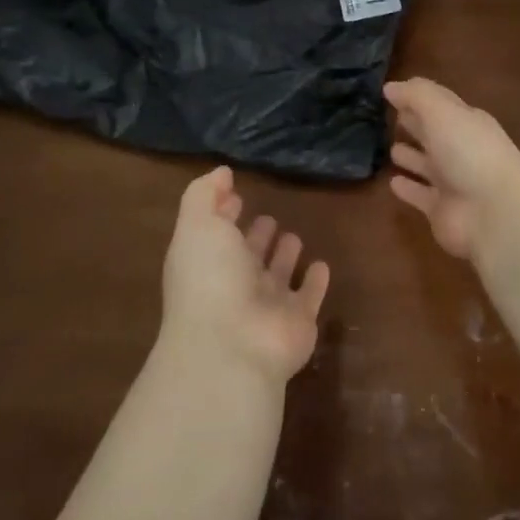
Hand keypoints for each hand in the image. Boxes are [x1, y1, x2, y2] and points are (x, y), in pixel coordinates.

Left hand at [161, 167, 330, 382]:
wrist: (234, 345)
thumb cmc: (210, 279)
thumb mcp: (197, 226)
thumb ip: (204, 196)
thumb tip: (220, 173)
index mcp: (208, 261)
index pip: (216, 233)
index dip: (223, 213)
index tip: (234, 194)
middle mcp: (236, 283)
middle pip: (247, 256)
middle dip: (256, 236)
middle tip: (268, 217)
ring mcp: (268, 305)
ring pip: (278, 275)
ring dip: (284, 257)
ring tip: (294, 236)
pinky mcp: (298, 321)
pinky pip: (309, 296)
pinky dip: (315, 282)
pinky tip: (322, 265)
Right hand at [385, 78, 519, 259]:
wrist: (494, 212)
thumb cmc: (469, 153)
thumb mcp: (443, 113)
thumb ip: (416, 96)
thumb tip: (390, 87)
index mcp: (467, 123)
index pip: (441, 105)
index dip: (419, 98)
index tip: (392, 93)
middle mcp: (461, 150)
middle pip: (434, 134)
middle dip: (416, 125)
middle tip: (390, 118)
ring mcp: (452, 182)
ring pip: (427, 165)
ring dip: (411, 157)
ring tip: (390, 149)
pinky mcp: (441, 209)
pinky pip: (420, 195)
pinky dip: (408, 188)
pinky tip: (392, 182)